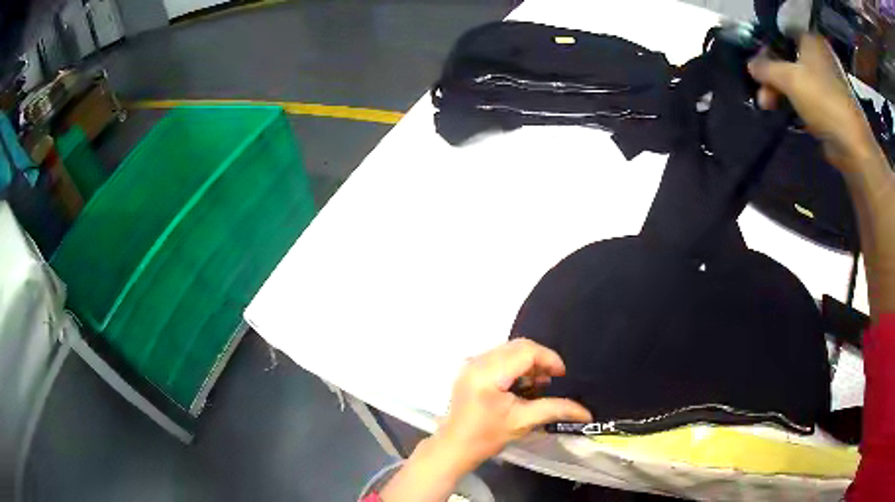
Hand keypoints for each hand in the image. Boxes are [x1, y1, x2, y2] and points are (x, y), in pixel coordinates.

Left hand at [436, 338, 592, 469]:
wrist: (454, 447)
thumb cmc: (487, 436)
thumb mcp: (523, 422)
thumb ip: (555, 409)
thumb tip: (585, 411)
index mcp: (488, 373)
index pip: (526, 352)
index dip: (549, 359)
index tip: (562, 374)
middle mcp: (478, 362)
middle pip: (517, 346)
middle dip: (539, 359)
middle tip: (552, 379)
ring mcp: (471, 364)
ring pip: (508, 349)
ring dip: (528, 361)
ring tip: (538, 383)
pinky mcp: (469, 369)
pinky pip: (498, 356)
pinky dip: (514, 364)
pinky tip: (522, 383)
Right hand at [748, 33, 879, 169]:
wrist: (852, 144)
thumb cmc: (822, 100)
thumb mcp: (788, 79)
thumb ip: (765, 68)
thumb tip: (750, 65)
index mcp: (811, 40)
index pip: (781, 35)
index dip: (766, 49)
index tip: (757, 68)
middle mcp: (820, 55)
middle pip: (788, 59)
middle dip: (773, 78)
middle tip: (763, 97)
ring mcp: (827, 81)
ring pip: (798, 80)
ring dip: (782, 93)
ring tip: (770, 108)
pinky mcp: (831, 103)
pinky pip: (808, 97)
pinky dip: (797, 104)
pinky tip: (788, 115)